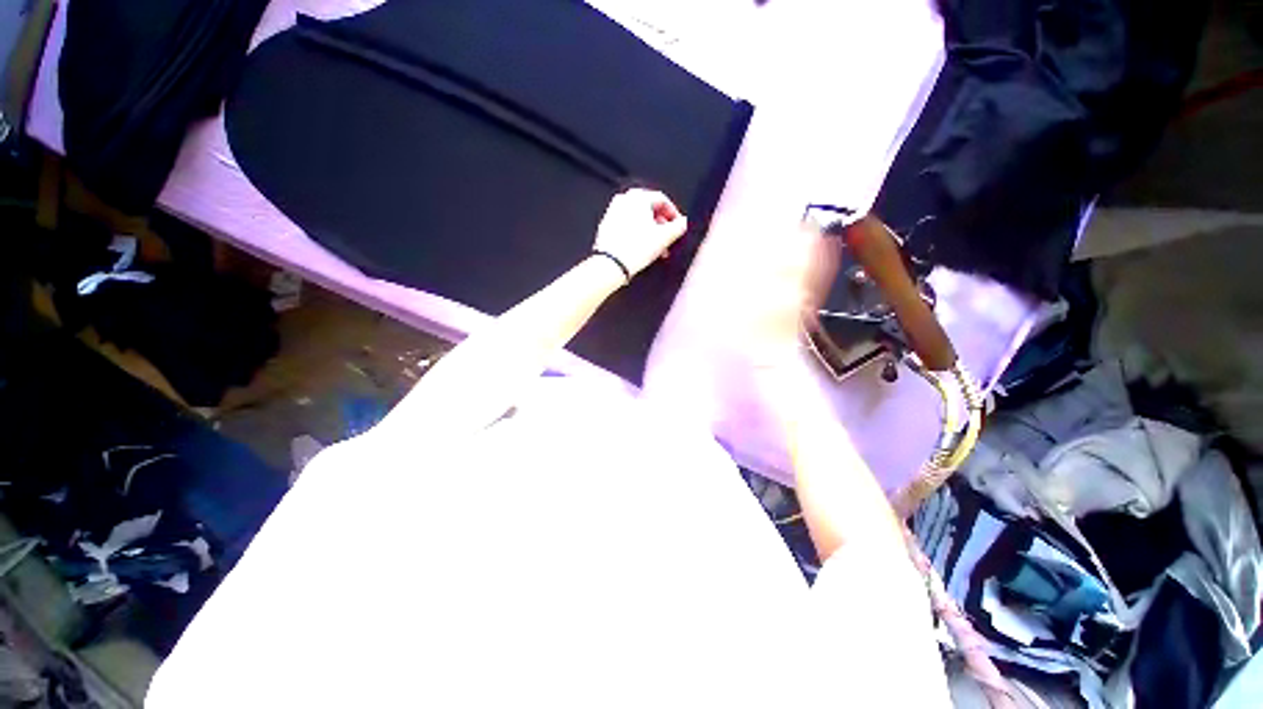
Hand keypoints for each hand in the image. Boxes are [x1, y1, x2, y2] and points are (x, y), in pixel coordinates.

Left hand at [593, 189, 688, 278]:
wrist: (611, 264)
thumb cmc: (635, 249)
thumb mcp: (664, 238)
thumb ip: (678, 227)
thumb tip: (683, 223)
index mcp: (638, 197)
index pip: (662, 199)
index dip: (673, 213)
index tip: (678, 226)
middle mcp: (623, 200)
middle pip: (649, 209)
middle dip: (661, 225)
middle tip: (668, 238)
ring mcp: (612, 212)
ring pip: (638, 218)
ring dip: (650, 231)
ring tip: (657, 247)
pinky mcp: (606, 226)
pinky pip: (626, 225)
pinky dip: (636, 233)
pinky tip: (641, 247)